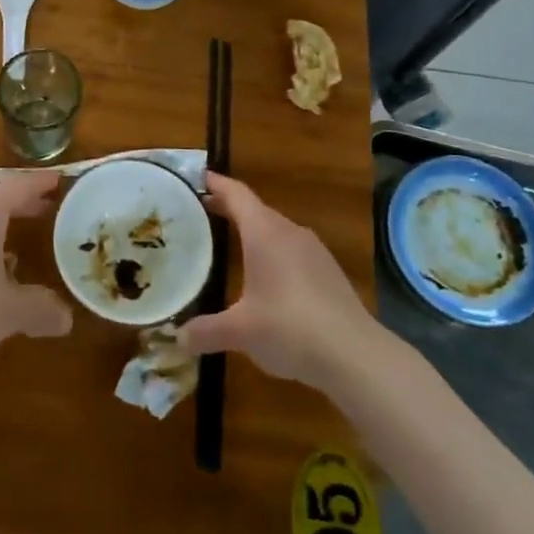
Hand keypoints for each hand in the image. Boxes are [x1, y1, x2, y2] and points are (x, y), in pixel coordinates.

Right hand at [177, 173, 379, 391]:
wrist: (356, 356)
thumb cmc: (289, 328)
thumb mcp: (239, 331)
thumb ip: (205, 331)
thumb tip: (178, 338)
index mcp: (264, 232)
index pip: (236, 194)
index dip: (216, 183)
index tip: (197, 177)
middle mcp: (289, 232)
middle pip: (255, 209)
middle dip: (229, 209)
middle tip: (201, 213)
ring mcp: (314, 251)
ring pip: (276, 230)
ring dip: (253, 232)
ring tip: (231, 245)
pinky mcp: (329, 272)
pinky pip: (293, 251)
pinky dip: (273, 253)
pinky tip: (267, 279)